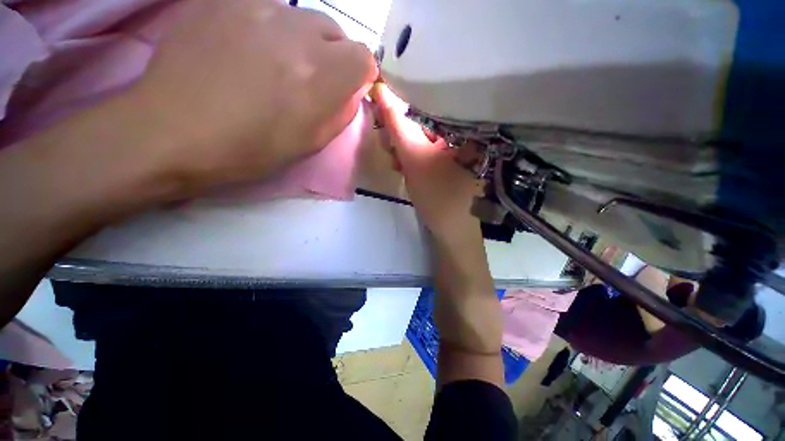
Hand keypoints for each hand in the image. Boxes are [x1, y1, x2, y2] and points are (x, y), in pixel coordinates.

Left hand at [132, 0, 376, 194]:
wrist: (174, 131)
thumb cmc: (251, 149)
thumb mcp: (311, 143)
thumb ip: (340, 112)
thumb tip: (352, 90)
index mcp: (319, 76)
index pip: (364, 57)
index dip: (360, 74)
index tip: (347, 88)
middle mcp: (294, 31)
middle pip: (336, 32)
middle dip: (333, 56)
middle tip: (310, 80)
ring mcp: (257, 6)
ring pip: (303, 18)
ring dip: (302, 41)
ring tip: (275, 65)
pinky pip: (268, 8)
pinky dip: (271, 29)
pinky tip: (248, 50)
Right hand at [370, 84, 482, 244]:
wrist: (453, 231)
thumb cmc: (438, 194)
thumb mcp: (415, 158)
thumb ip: (397, 126)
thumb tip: (381, 90)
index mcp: (461, 126)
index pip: (428, 100)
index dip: (401, 102)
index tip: (381, 108)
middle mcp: (461, 133)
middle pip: (423, 120)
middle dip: (399, 131)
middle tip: (387, 144)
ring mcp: (454, 150)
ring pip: (421, 137)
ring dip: (402, 146)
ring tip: (394, 160)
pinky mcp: (446, 164)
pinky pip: (424, 152)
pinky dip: (410, 157)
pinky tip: (401, 166)